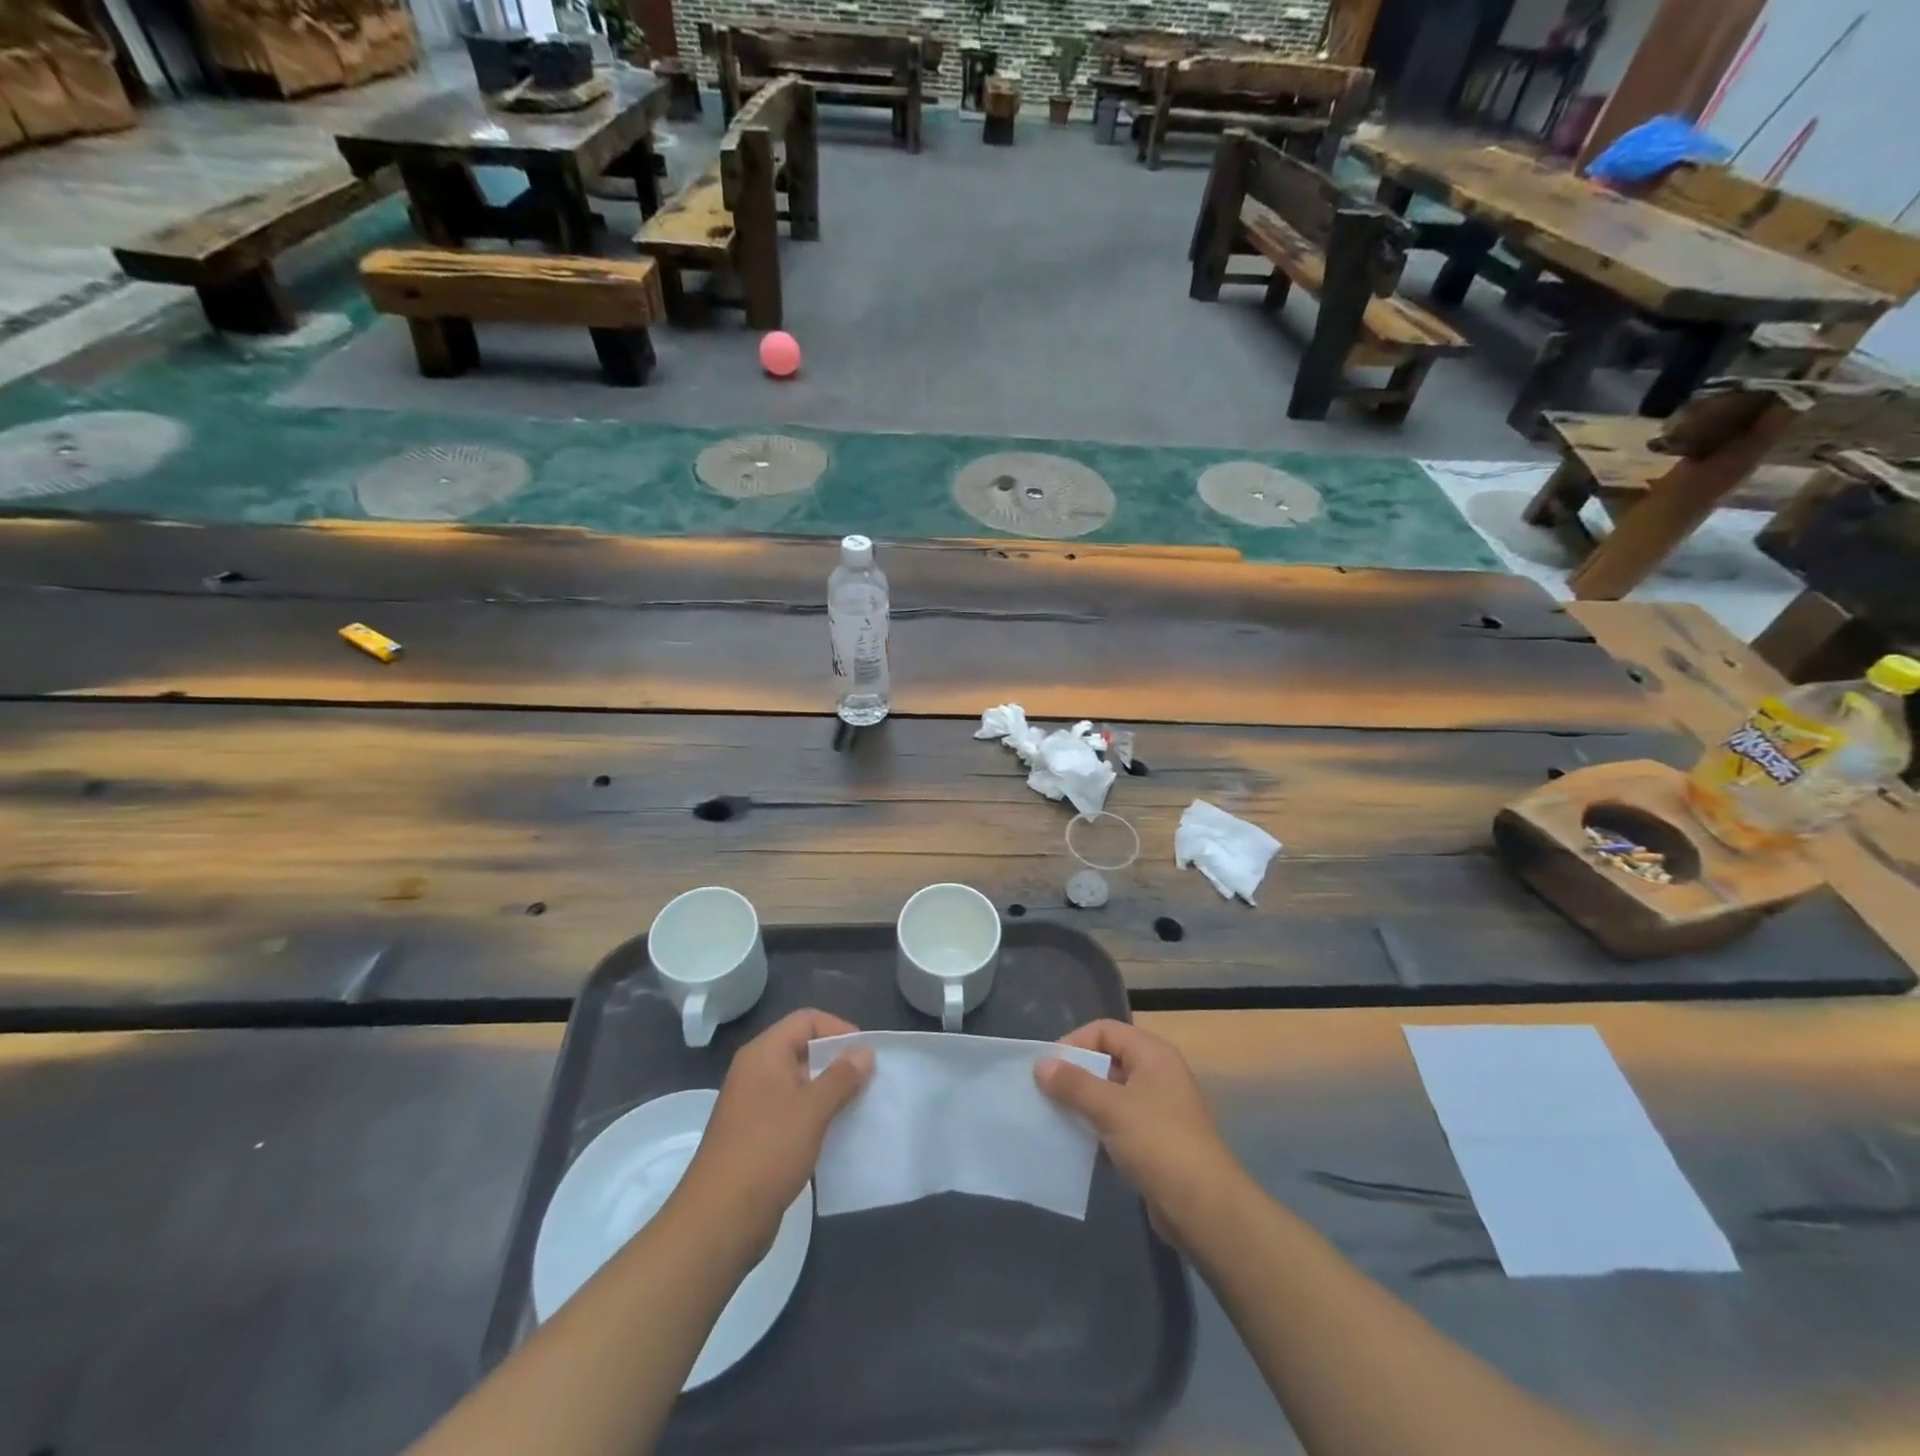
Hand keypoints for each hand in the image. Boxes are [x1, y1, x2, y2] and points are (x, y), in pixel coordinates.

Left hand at [671, 1010, 873, 1260]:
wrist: (719, 1221)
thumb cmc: (767, 1151)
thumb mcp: (812, 1109)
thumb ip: (841, 1076)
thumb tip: (864, 1051)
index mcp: (763, 1054)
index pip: (806, 1020)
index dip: (838, 1029)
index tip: (866, 1053)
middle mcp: (756, 1072)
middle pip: (803, 1049)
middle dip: (837, 1062)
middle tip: (869, 1081)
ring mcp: (754, 1106)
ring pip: (800, 1084)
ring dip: (830, 1093)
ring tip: (860, 1107)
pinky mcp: (757, 1137)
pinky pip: (793, 1113)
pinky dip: (816, 1118)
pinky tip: (838, 1134)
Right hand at [1035, 1019, 1245, 1247]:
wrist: (1207, 1211)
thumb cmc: (1159, 1144)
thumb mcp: (1111, 1108)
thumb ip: (1074, 1084)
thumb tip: (1040, 1064)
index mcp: (1153, 1055)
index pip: (1105, 1030)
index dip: (1075, 1043)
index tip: (1048, 1069)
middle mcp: (1157, 1075)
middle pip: (1108, 1061)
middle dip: (1076, 1076)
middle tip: (1046, 1095)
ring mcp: (1158, 1110)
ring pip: (1111, 1095)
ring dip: (1084, 1105)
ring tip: (1055, 1120)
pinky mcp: (1155, 1143)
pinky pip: (1118, 1125)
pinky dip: (1098, 1131)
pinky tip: (1078, 1148)